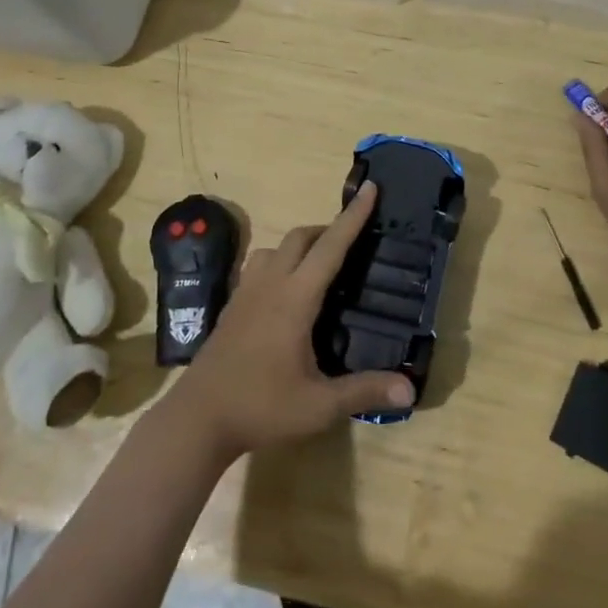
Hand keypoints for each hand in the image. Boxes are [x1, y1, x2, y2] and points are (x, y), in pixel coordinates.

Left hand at [162, 182, 413, 459]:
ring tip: (318, 265)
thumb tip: (410, 388)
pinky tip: (284, 291)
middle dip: (327, 229)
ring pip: (274, 248)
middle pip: (300, 238)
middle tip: (352, 243)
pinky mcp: (232, 307)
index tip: (370, 188)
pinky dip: (279, 262)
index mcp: (295, 298)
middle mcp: (270, 285)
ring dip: (300, 245)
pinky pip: (258, 266)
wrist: (197, 419)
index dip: (353, 217)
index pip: (331, 247)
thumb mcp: (319, 405)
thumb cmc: (261, 407)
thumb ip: (364, 391)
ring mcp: (246, 293)